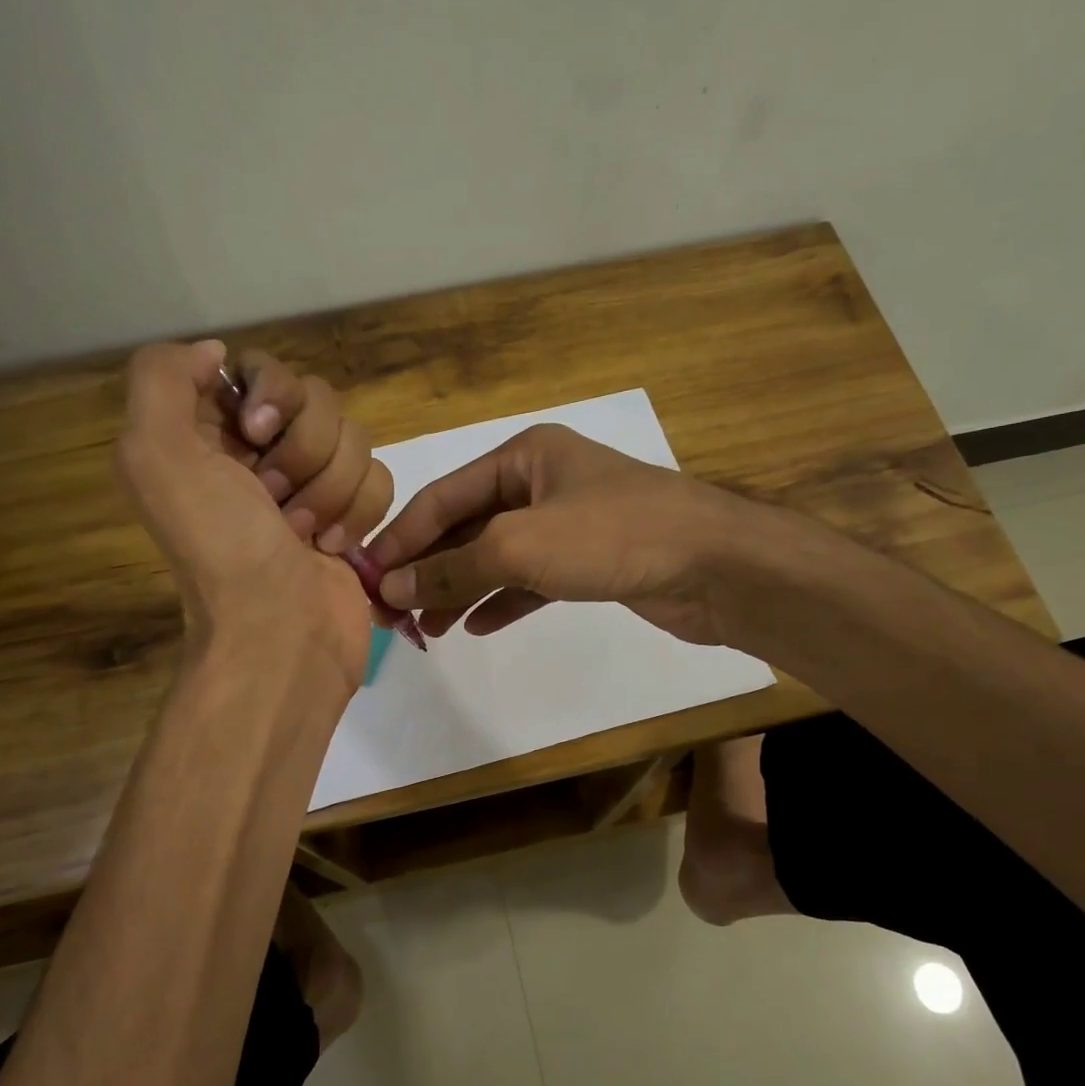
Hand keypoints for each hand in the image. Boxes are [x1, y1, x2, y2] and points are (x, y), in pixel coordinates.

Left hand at [116, 340, 393, 688]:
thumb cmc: (222, 547)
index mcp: (210, 434)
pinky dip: (360, 513)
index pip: (262, 369)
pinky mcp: (354, 516)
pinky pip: (379, 478)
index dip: (272, 393)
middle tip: (275, 501)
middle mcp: (261, 454)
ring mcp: (313, 486)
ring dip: (332, 490)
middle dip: (304, 453)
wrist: (281, 632)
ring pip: (355, 440)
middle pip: (319, 401)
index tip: (256, 434)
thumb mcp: (155, 454)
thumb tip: (216, 354)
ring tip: (306, 535)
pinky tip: (334, 548)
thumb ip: (163, 377)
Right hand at [368, 424, 742, 645]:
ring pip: (498, 557)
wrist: (716, 566)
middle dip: (430, 569)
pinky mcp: (589, 563)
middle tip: (393, 612)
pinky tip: (476, 627)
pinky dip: (502, 601)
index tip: (368, 577)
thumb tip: (391, 588)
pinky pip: (531, 581)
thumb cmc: (614, 536)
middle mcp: (543, 483)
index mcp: (524, 456)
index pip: (444, 496)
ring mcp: (568, 524)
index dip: (402, 537)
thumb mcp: (521, 545)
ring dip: (460, 590)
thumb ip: (452, 567)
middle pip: (468, 527)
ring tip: (427, 630)